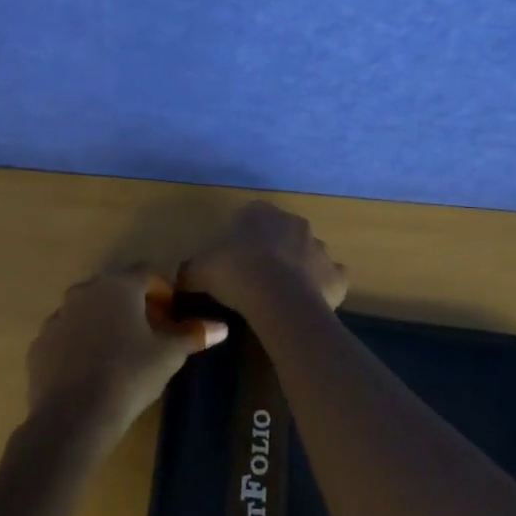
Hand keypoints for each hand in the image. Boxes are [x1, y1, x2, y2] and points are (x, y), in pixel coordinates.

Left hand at [26, 268, 228, 454]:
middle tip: (153, 333)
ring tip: (122, 353)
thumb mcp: (168, 355)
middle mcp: (85, 291)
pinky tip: (93, 369)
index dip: (165, 290)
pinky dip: (83, 343)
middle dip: (137, 305)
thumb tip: (221, 327)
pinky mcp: (40, 344)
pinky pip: (68, 335)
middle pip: (118, 289)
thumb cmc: (129, 376)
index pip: (148, 273)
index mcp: (118, 285)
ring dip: (107, 322)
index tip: (174, 314)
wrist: (73, 418)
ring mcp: (58, 316)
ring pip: (90, 310)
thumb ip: (193, 334)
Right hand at [180, 202, 348, 315]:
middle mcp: (294, 223)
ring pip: (308, 254)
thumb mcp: (199, 270)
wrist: (279, 300)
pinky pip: (331, 278)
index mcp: (261, 213)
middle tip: (254, 276)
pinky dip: (322, 287)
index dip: (240, 236)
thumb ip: (189, 270)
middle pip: (282, 233)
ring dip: (298, 267)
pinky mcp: (337, 276)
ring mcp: (320, 248)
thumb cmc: (236, 274)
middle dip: (272, 249)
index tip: (231, 259)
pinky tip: (308, 302)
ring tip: (280, 294)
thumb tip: (179, 278)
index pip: (250, 215)